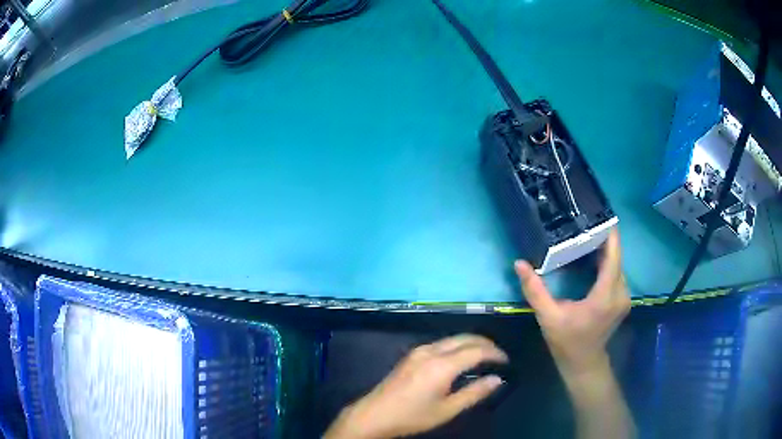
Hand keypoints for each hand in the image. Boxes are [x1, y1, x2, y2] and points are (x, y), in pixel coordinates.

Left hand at [324, 335, 507, 438]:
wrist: (374, 414)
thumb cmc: (412, 416)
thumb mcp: (447, 410)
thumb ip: (474, 393)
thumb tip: (498, 380)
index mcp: (442, 365)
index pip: (476, 350)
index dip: (495, 353)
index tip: (506, 362)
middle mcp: (431, 351)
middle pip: (465, 337)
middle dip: (485, 343)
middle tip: (499, 357)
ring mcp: (419, 350)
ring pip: (453, 338)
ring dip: (471, 343)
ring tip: (485, 357)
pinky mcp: (412, 354)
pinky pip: (442, 343)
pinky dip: (458, 346)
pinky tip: (462, 359)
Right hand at [515, 229, 629, 377]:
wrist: (584, 363)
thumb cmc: (566, 342)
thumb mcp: (548, 317)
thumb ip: (535, 290)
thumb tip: (519, 263)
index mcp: (605, 296)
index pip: (613, 257)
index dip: (609, 235)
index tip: (599, 215)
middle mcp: (620, 293)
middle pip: (616, 258)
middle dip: (603, 240)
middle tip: (584, 223)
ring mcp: (624, 296)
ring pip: (617, 265)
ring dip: (605, 251)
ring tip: (587, 236)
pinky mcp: (623, 299)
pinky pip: (617, 274)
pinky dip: (607, 263)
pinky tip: (592, 258)